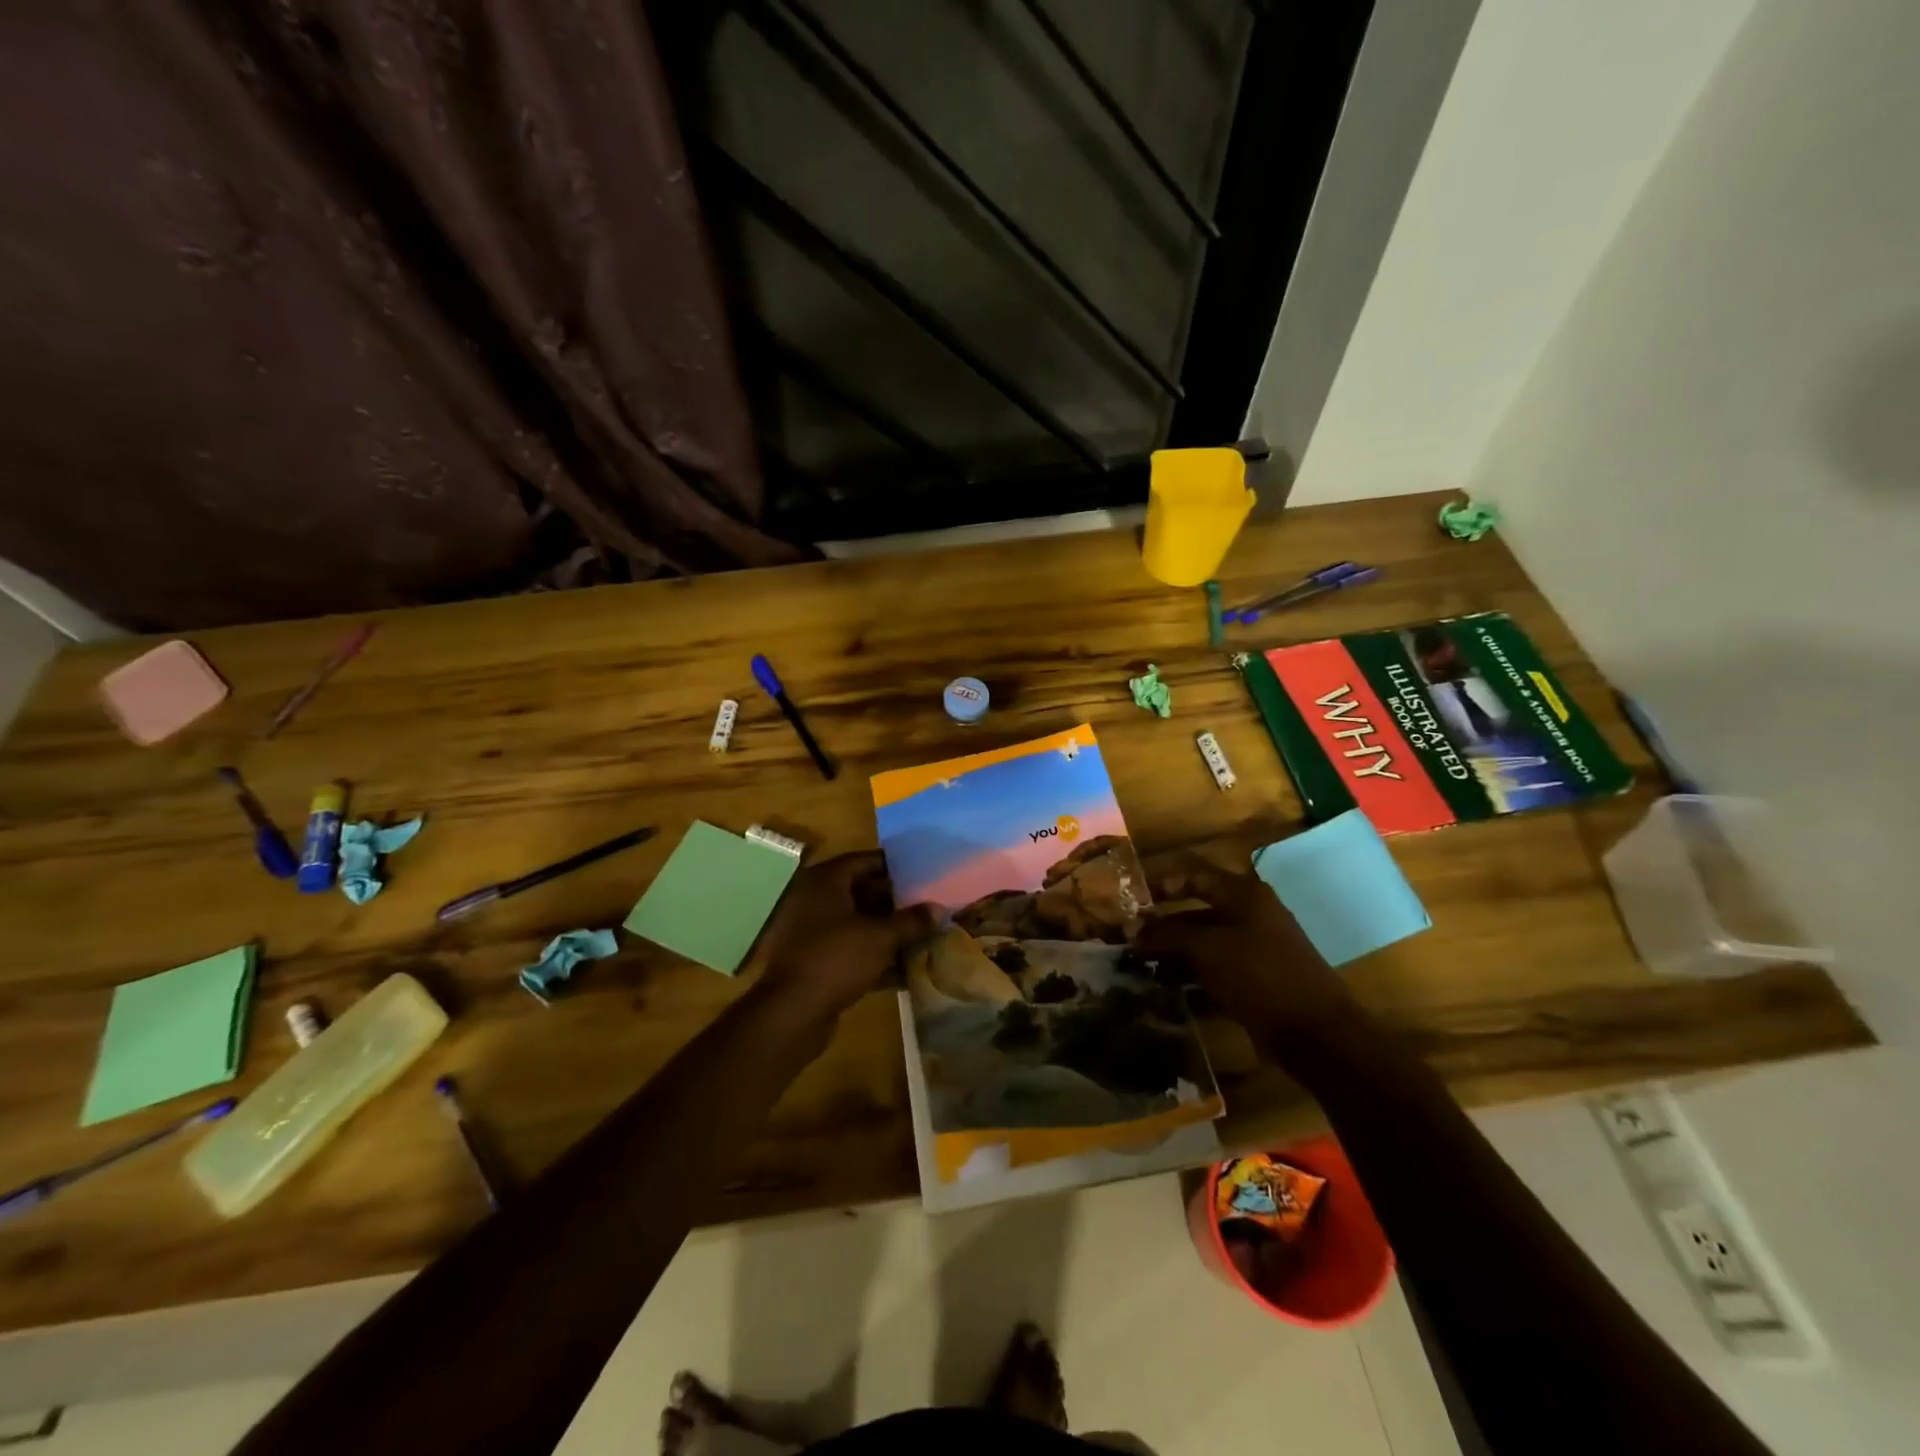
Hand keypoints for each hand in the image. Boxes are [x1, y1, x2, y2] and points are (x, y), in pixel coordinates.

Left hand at [753, 851, 936, 1021]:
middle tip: (929, 907)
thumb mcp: (881, 937)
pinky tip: (906, 971)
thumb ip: (911, 921)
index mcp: (826, 881)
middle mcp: (816, 900)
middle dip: (897, 903)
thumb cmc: (837, 958)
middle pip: (864, 893)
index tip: (924, 874)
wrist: (793, 1012)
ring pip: (859, 924)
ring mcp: (814, 932)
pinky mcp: (817, 962)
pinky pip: (852, 951)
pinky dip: (875, 957)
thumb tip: (938, 909)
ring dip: (889, 932)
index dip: (897, 867)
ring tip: (924, 937)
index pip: (867, 861)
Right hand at [1136, 851, 1352, 1038]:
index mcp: (1243, 895)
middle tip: (1130, 940)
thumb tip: (1135, 931)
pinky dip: (1191, 976)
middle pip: (1196, 911)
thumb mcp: (1208, 949)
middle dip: (1163, 925)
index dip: (1161, 884)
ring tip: (1140, 967)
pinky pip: (1215, 969)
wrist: (1317, 1033)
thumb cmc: (1260, 975)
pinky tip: (1166, 989)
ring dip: (1173, 953)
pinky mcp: (1255, 980)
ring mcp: (1254, 949)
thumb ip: (1168, 935)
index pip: (1194, 876)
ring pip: (1204, 943)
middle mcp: (1250, 915)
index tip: (1132, 902)